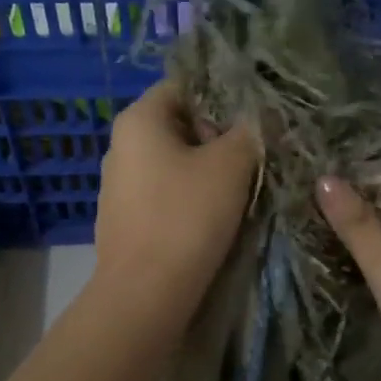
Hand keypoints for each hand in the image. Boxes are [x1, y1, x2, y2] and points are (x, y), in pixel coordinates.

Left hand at [95, 81, 258, 306]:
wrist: (145, 294)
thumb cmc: (186, 217)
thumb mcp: (230, 166)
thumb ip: (249, 132)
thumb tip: (262, 116)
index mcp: (138, 119)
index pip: (183, 85)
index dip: (222, 95)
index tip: (254, 116)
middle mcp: (120, 145)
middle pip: (179, 124)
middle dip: (217, 136)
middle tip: (254, 154)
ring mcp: (118, 185)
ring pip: (172, 161)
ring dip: (205, 169)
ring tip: (240, 186)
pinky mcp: (125, 219)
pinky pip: (163, 193)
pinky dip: (187, 197)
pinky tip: (212, 217)